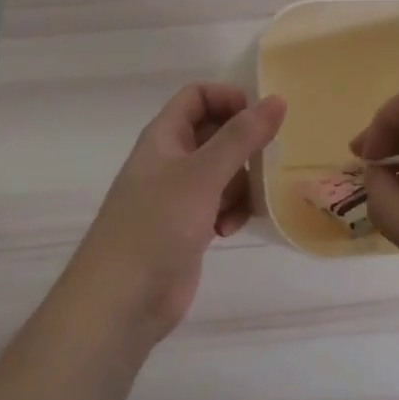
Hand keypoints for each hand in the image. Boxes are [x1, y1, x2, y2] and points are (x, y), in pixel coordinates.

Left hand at [66, 83, 285, 343]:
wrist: (121, 302)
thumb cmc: (156, 226)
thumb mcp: (202, 175)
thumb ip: (241, 137)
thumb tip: (277, 99)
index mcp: (164, 136)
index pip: (198, 96)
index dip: (229, 100)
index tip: (261, 120)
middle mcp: (171, 160)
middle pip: (216, 133)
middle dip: (244, 147)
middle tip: (267, 161)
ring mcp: (179, 195)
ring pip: (224, 171)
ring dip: (241, 184)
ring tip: (246, 203)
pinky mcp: (188, 227)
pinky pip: (221, 204)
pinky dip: (231, 211)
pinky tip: (230, 230)